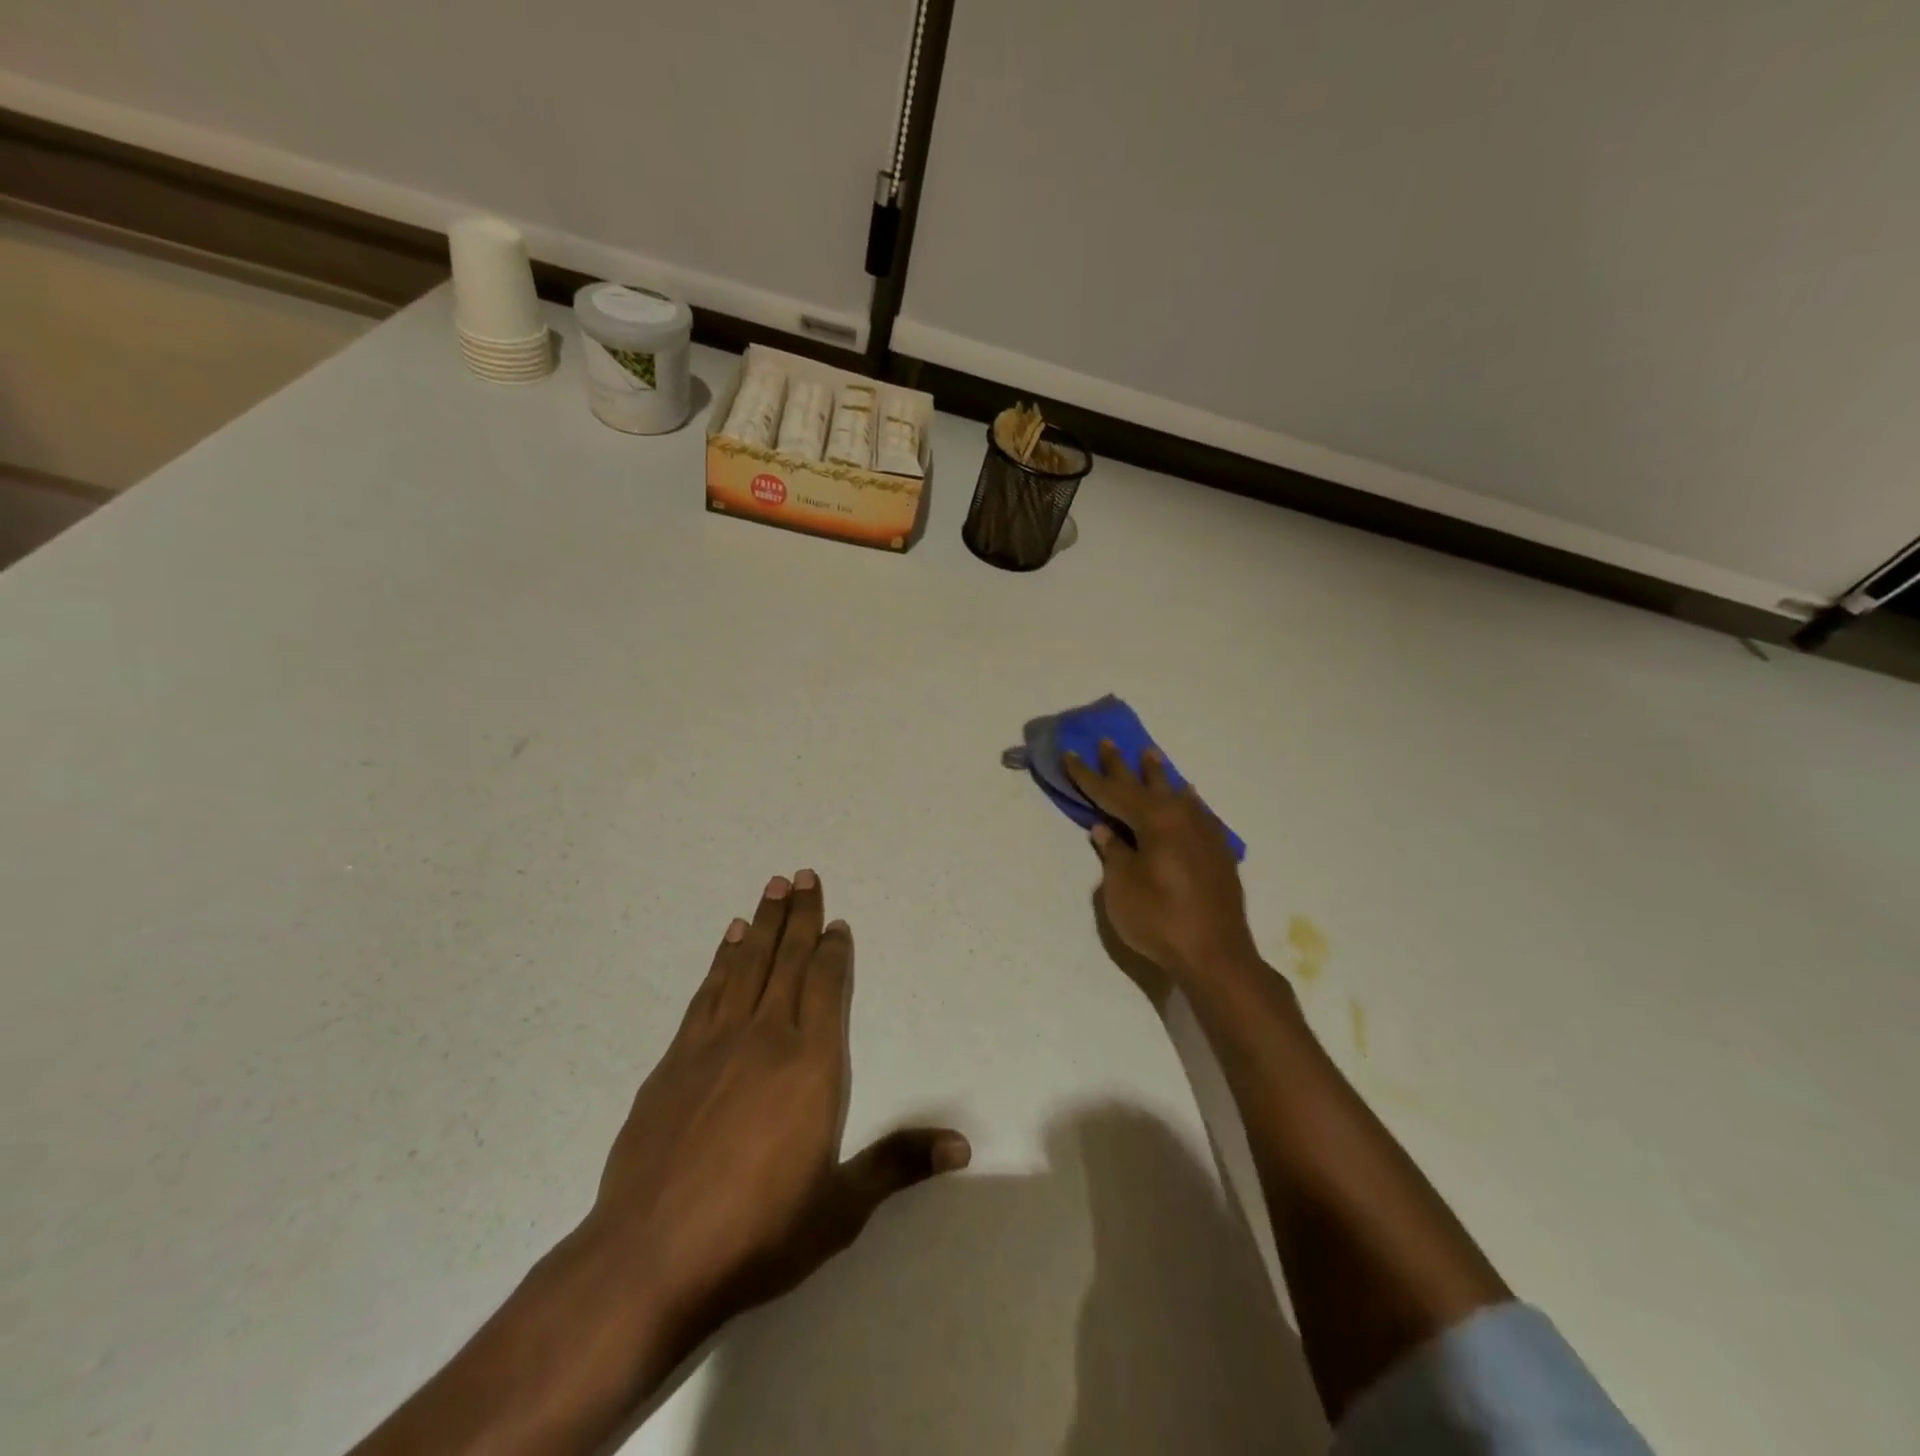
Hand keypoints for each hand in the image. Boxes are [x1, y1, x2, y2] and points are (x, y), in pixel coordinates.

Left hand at [587, 871, 969, 1344]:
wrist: (649, 1260)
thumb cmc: (757, 1234)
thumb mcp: (840, 1209)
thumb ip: (898, 1165)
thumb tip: (962, 1145)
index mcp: (812, 1065)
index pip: (827, 986)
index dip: (833, 950)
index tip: (836, 922)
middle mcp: (766, 1038)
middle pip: (787, 960)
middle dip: (799, 916)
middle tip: (803, 874)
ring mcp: (715, 1044)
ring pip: (747, 965)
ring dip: (762, 923)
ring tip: (772, 887)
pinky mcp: (675, 1060)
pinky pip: (708, 991)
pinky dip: (721, 959)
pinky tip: (728, 939)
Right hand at [1066, 743, 1258, 981]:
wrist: (1216, 955)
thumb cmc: (1160, 920)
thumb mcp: (1121, 887)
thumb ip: (1114, 853)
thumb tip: (1106, 829)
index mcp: (1155, 820)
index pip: (1112, 792)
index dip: (1088, 776)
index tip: (1070, 753)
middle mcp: (1181, 817)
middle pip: (1145, 785)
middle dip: (1122, 766)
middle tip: (1107, 742)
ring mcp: (1203, 833)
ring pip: (1175, 794)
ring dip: (1158, 776)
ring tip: (1150, 755)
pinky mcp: (1217, 852)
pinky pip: (1196, 812)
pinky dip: (1184, 800)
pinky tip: (1187, 796)